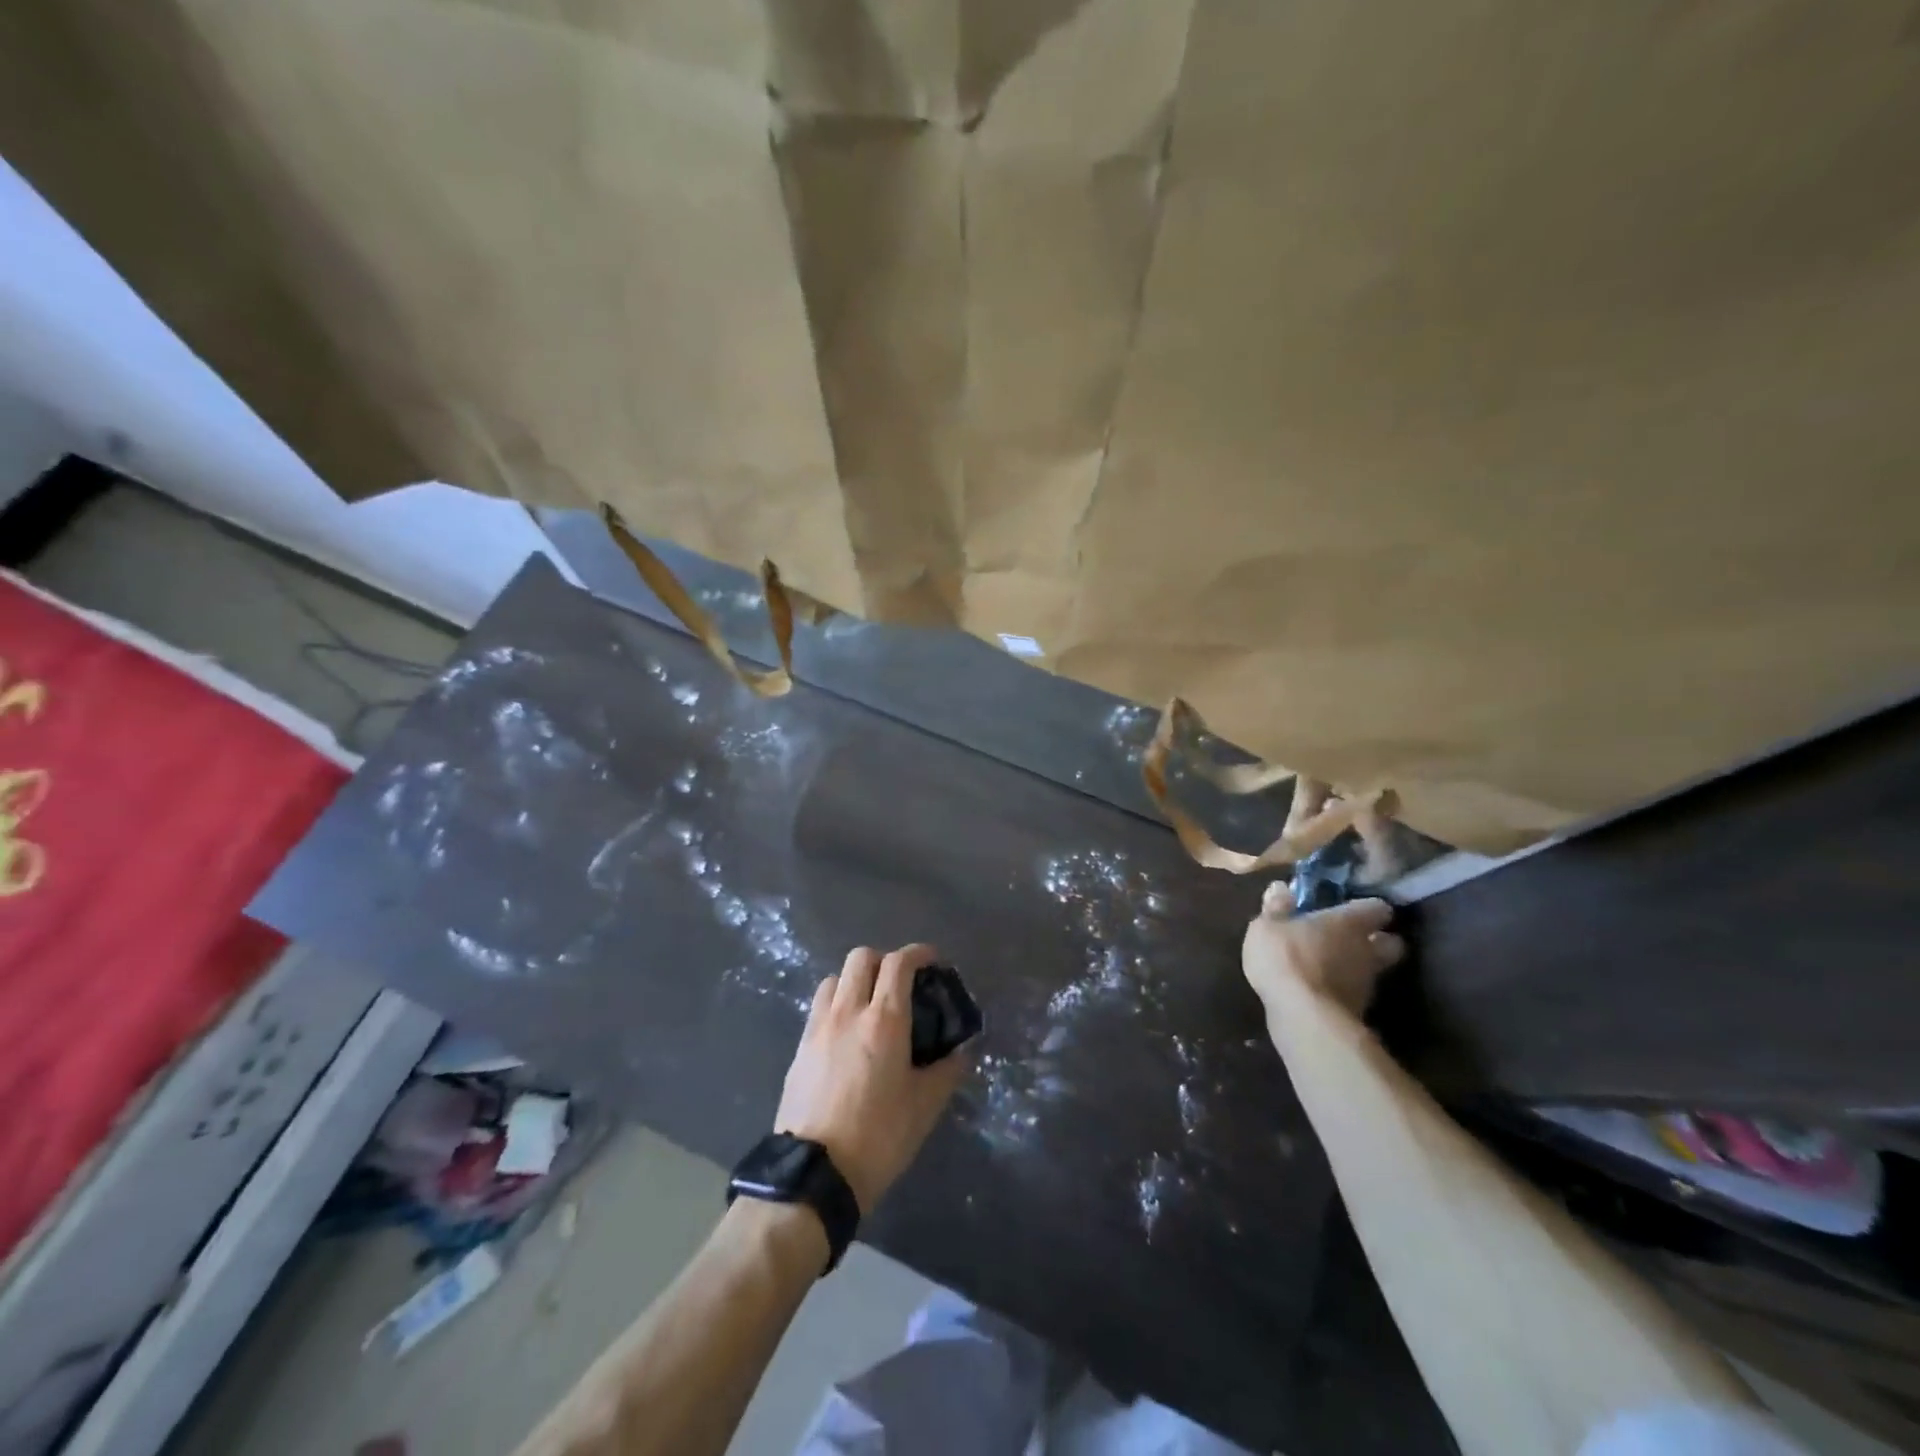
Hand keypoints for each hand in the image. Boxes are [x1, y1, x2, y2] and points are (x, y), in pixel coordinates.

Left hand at [775, 944, 969, 1212]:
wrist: (814, 1174)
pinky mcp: (799, 1048)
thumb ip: (947, 1071)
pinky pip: (819, 1007)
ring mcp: (818, 1027)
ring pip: (835, 978)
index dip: (919, 953)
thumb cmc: (878, 1137)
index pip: (899, 963)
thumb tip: (961, 1052)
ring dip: (855, 980)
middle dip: (884, 960)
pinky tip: (846, 1033)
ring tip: (869, 1005)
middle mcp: (848, 1012)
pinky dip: (836, 1004)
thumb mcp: (924, 1107)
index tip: (932, 961)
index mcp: (884, 1021)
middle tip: (900, 983)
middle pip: (862, 957)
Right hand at [1242, 886, 1404, 1019]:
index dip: (1369, 908)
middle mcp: (1367, 950)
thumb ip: (1276, 908)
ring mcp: (1367, 984)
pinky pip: (1355, 994)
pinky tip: (1323, 991)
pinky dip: (1344, 991)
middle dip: (1378, 940)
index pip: (1377, 908)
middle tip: (1356, 938)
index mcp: (1349, 922)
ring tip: (1334, 967)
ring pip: (1374, 971)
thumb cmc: (1286, 959)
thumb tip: (1281, 888)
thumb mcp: (1267, 927)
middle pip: (1390, 943)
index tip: (1356, 908)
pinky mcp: (1359, 1012)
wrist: (1304, 1017)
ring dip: (1358, 967)